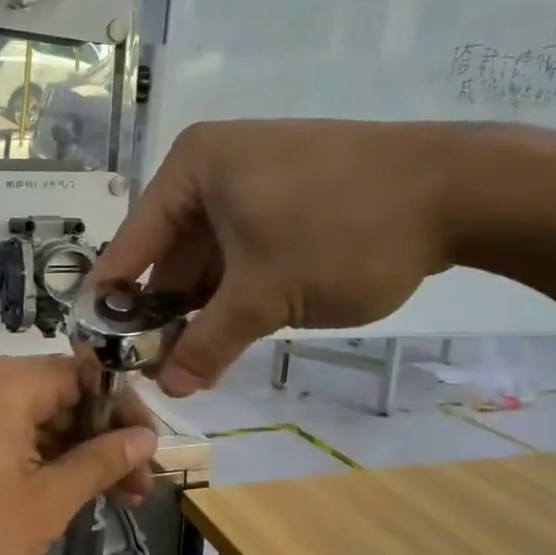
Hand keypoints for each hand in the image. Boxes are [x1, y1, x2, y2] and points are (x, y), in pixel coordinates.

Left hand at [0, 358, 159, 554]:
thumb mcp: (45, 503)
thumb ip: (99, 463)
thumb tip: (146, 438)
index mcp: (11, 383)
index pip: (88, 377)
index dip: (125, 413)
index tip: (150, 456)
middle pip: (63, 397)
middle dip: (103, 441)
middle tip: (135, 490)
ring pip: (37, 420)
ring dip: (74, 454)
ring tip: (107, 499)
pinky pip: (7, 434)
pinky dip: (38, 459)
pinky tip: (60, 495)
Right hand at [90, 120, 473, 394]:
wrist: (459, 191)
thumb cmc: (340, 232)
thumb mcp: (265, 296)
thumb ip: (208, 343)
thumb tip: (168, 388)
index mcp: (192, 168)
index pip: (133, 242)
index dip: (113, 300)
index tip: (95, 347)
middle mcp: (215, 166)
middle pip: (171, 250)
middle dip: (166, 311)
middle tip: (156, 368)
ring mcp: (256, 177)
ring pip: (211, 254)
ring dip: (204, 307)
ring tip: (193, 360)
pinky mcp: (291, 194)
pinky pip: (245, 247)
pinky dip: (238, 289)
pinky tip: (234, 330)